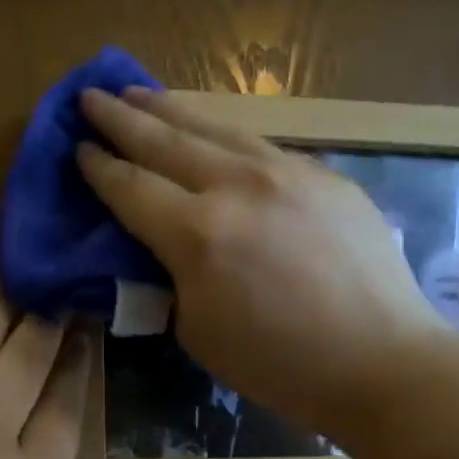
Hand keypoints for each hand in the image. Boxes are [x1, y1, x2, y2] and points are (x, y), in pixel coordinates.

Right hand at [76, 87, 445, 443]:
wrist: (381, 360)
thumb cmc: (280, 364)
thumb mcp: (198, 331)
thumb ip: (170, 277)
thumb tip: (162, 246)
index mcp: (198, 233)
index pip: (131, 187)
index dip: (99, 166)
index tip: (77, 146)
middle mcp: (238, 186)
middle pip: (165, 141)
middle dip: (121, 118)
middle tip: (91, 97)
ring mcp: (287, 172)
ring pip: (216, 128)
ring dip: (171, 109)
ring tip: (140, 93)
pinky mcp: (324, 174)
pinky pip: (261, 145)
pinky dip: (224, 134)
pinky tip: (214, 132)